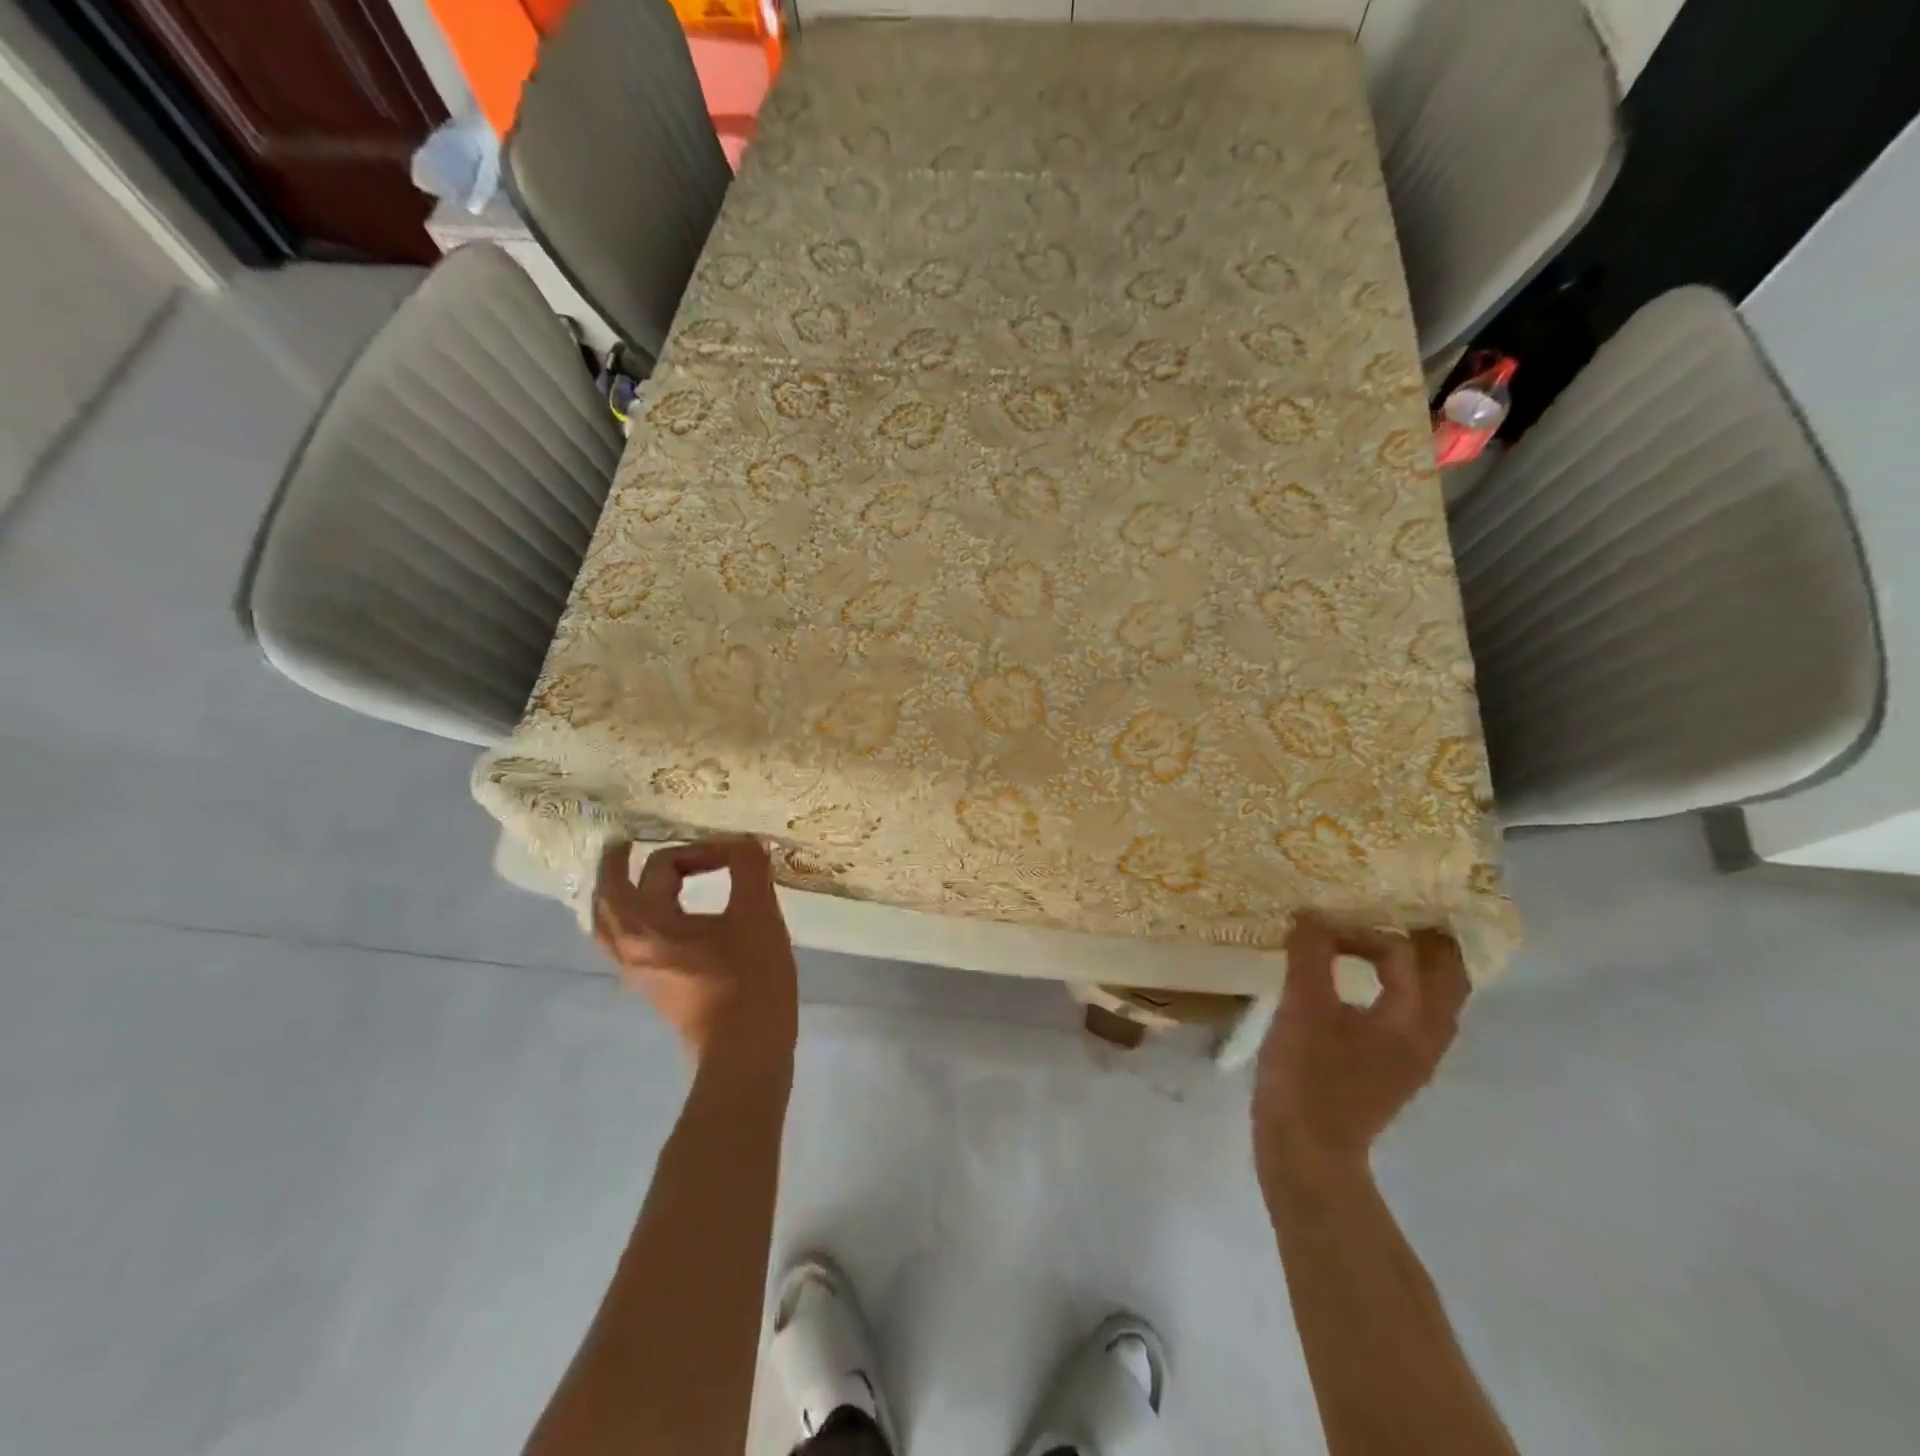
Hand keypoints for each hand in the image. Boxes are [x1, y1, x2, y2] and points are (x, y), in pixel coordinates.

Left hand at [593, 837, 798, 1067]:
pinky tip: (663, 914)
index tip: (738, 855)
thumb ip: (749, 870)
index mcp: (648, 926)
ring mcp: (638, 971)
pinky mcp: (655, 986)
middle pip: (609, 896)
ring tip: (634, 875)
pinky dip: (633, 916)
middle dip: (617, 866)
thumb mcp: (757, 916)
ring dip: (620, 894)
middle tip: (628, 842)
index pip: (661, 866)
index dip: (701, 850)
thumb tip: (746, 843)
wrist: (744, 1053)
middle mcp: (630, 947)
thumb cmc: (749, 982)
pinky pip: (628, 940)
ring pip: (612, 923)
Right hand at [1253, 916, 1469, 1187]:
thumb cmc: (1307, 1077)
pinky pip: (1414, 1017)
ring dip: (1418, 967)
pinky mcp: (1394, 1071)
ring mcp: (1414, 1059)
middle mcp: (1427, 1038)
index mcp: (1412, 1020)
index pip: (1404, 955)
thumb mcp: (1302, 1009)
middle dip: (1425, 942)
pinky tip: (1364, 987)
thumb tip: (1313, 914)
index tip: (1322, 926)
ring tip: (1380, 943)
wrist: (1307, 1152)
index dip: (1363, 932)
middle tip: (1389, 913)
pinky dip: (1402, 991)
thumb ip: (1310, 957)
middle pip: (1448, 978)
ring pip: (1435, 1000)